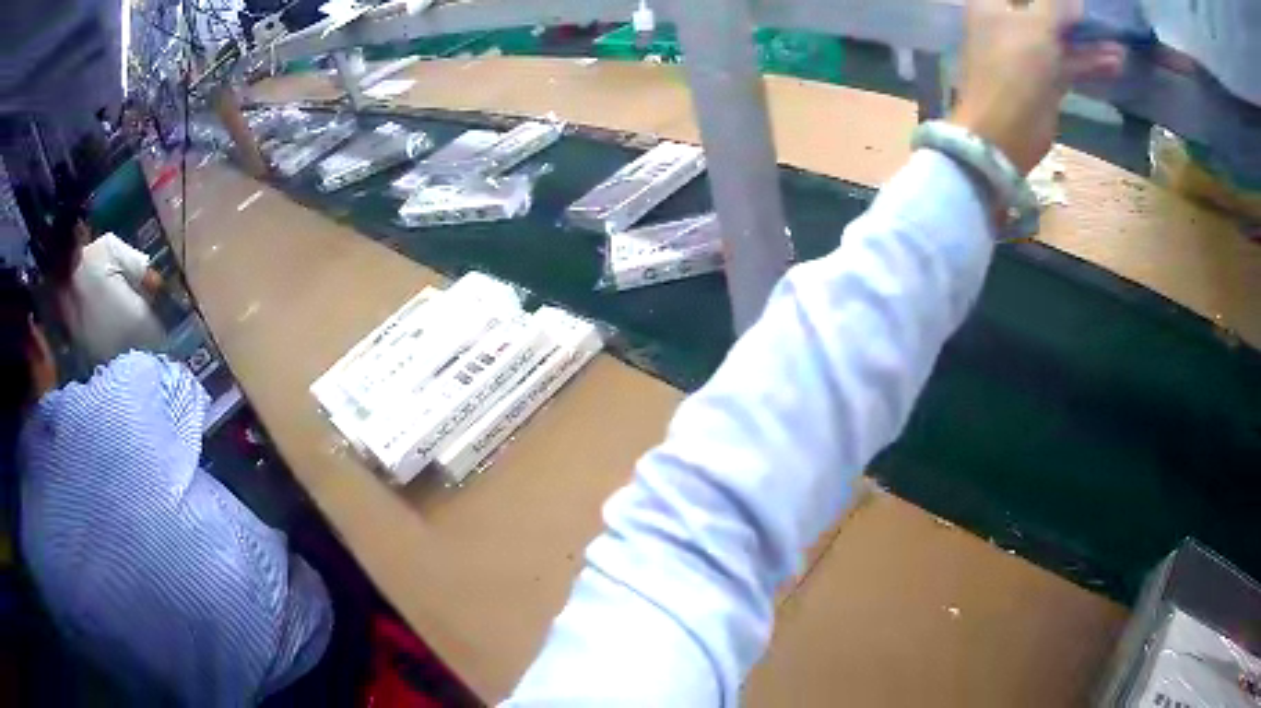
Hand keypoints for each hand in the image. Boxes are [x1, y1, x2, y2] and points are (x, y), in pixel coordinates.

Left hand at [951, 0, 1125, 174]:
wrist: (1004, 132)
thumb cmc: (1014, 67)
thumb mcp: (1036, 26)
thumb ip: (1054, 7)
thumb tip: (1073, 1)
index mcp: (992, 2)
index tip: (1075, 2)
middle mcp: (1008, 22)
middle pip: (1043, 9)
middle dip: (1071, 13)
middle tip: (1097, 14)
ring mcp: (1028, 52)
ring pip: (1061, 37)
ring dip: (1089, 39)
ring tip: (1118, 43)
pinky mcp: (1045, 79)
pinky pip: (1070, 63)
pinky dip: (1091, 61)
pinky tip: (1116, 61)